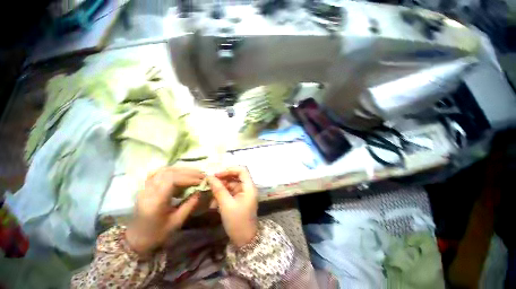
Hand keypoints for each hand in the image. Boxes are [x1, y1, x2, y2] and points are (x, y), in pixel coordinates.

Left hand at [126, 167, 204, 255]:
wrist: (136, 239)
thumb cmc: (157, 234)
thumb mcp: (176, 222)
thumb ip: (189, 205)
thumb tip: (200, 191)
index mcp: (155, 202)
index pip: (171, 181)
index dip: (188, 178)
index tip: (201, 181)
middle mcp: (148, 191)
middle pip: (169, 173)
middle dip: (188, 173)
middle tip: (201, 175)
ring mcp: (145, 188)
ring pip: (164, 170)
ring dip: (181, 170)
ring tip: (194, 173)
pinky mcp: (146, 187)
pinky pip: (157, 172)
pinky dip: (170, 170)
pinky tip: (178, 172)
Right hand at [208, 166, 257, 247]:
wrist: (244, 240)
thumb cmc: (237, 222)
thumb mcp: (226, 205)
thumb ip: (218, 190)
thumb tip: (210, 177)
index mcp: (249, 187)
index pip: (242, 170)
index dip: (229, 170)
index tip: (217, 175)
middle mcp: (248, 188)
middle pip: (236, 177)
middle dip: (223, 180)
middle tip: (210, 184)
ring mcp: (244, 193)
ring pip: (231, 185)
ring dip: (220, 190)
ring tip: (211, 198)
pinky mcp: (239, 199)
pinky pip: (230, 193)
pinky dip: (222, 196)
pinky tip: (214, 204)